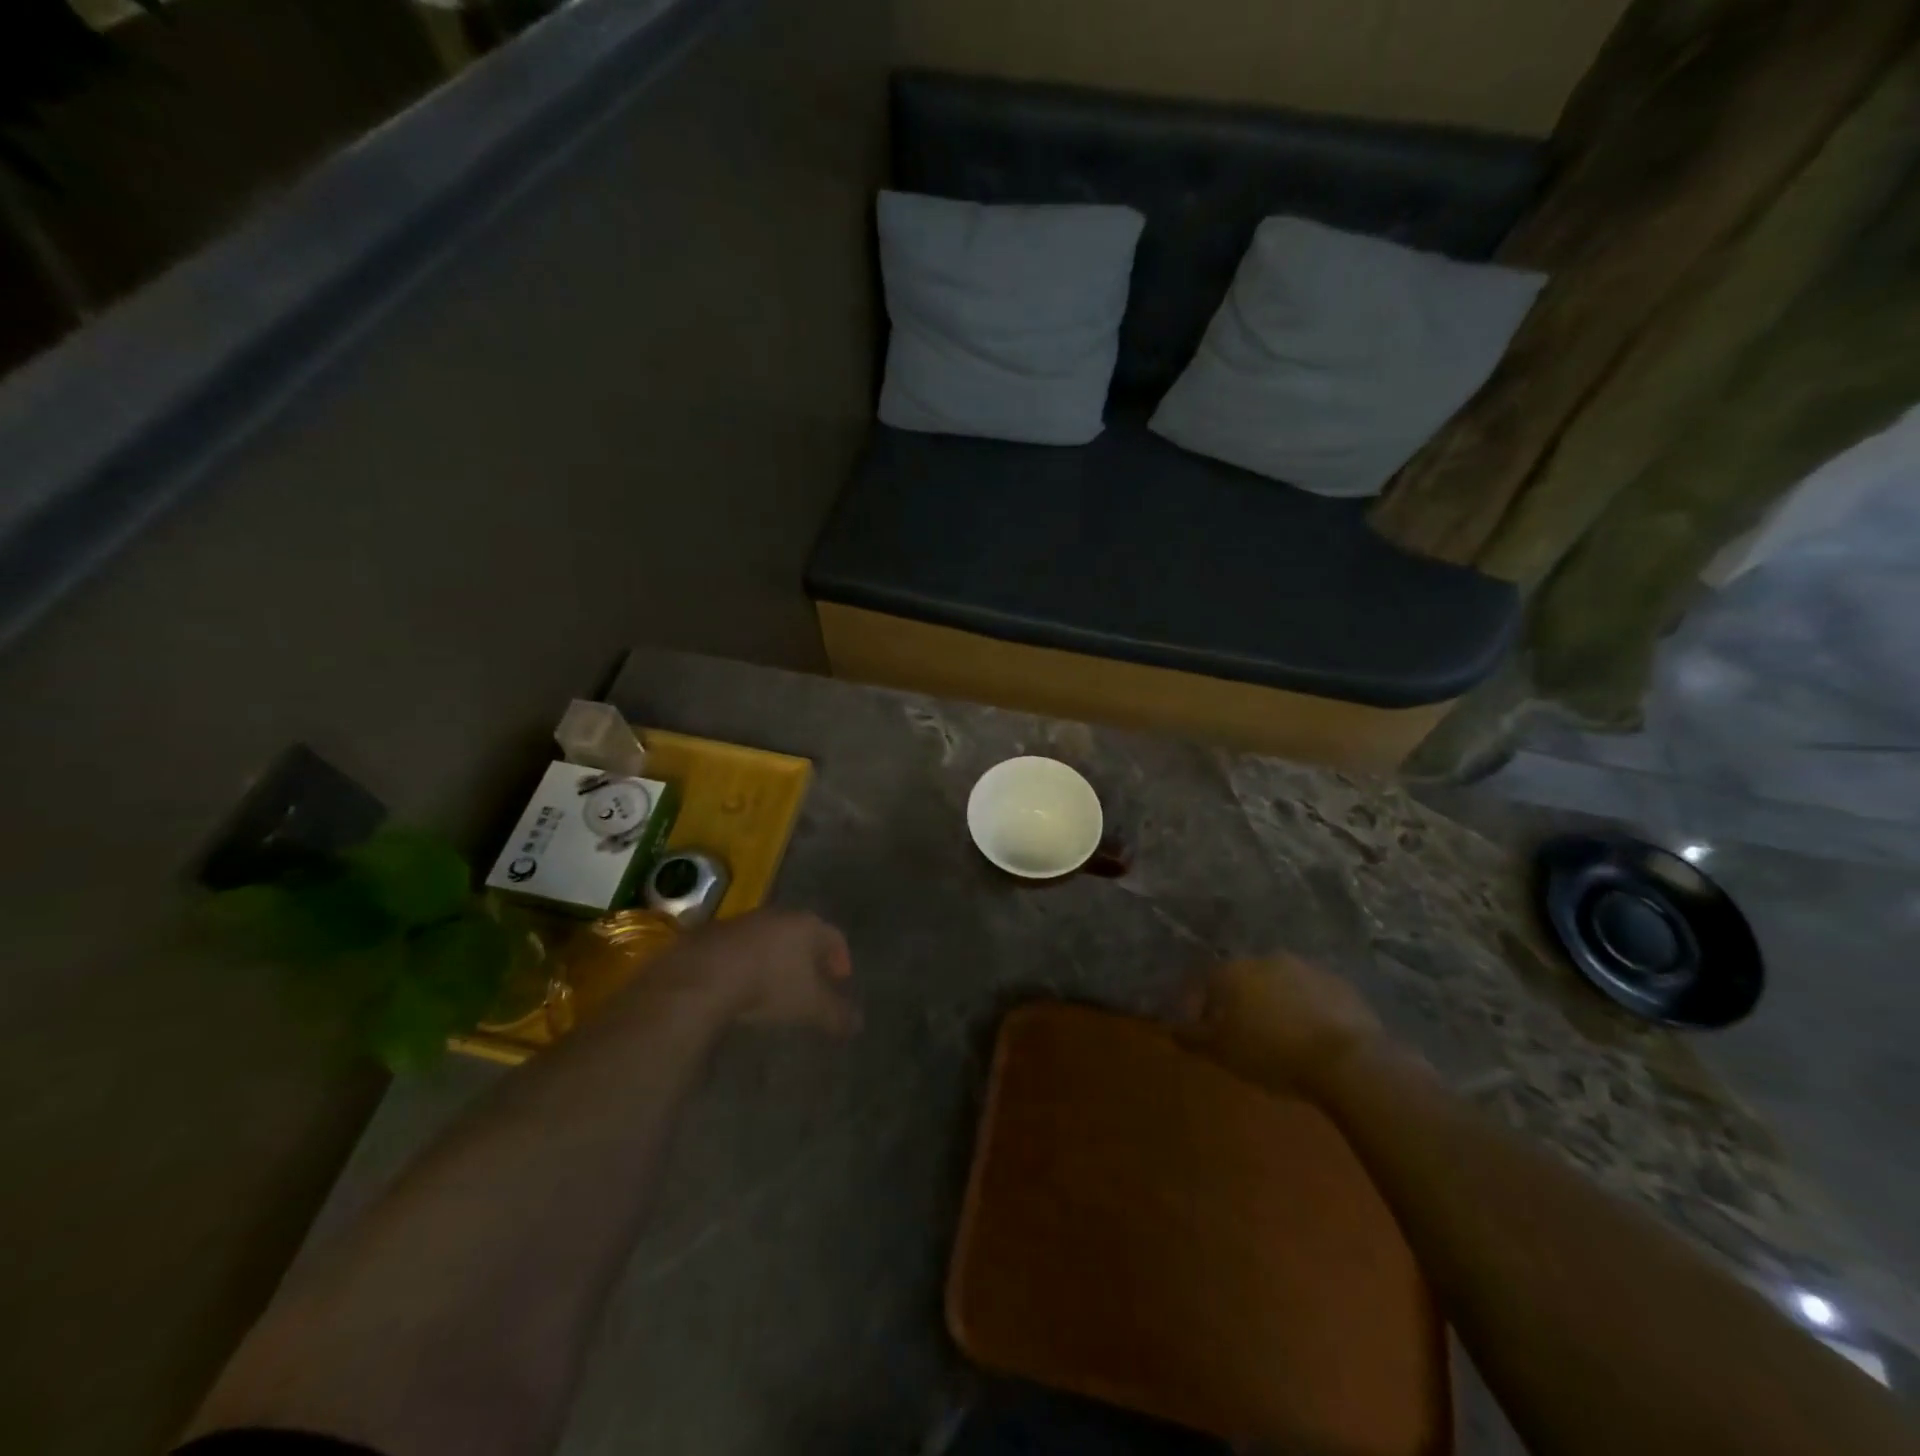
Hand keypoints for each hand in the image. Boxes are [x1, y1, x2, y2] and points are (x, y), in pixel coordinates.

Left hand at [670, 909, 858, 1035]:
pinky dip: (751, 963)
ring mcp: (746, 921)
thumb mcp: (811, 1007)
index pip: (835, 937)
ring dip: (778, 958)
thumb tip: (858, 1024)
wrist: (704, 975)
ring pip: (772, 938)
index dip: (841, 958)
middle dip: (810, 957)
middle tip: (813, 982)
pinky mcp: (716, 933)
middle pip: (803, 933)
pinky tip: (744, 984)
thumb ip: (837, 1014)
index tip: (841, 979)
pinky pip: (743, 947)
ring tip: (777, 985)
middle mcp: (780, 915)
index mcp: (808, 925)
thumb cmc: (770, 985)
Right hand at [1176, 954, 1384, 1094]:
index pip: (1206, 982)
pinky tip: (1314, 1034)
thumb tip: (1168, 1028)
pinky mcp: (1339, 983)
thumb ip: (1192, 1037)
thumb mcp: (1223, 1052)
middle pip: (1244, 979)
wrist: (1348, 1059)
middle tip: (1246, 1034)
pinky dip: (1308, 1008)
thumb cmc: (1272, 1053)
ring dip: (1276, 1002)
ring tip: (1282, 1035)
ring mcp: (1306, 967)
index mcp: (1233, 972)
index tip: (1208, 1031)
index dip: (1203, 1006)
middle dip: (1241, 1002)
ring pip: (1280, 983)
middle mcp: (1266, 959)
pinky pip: (1313, 994)